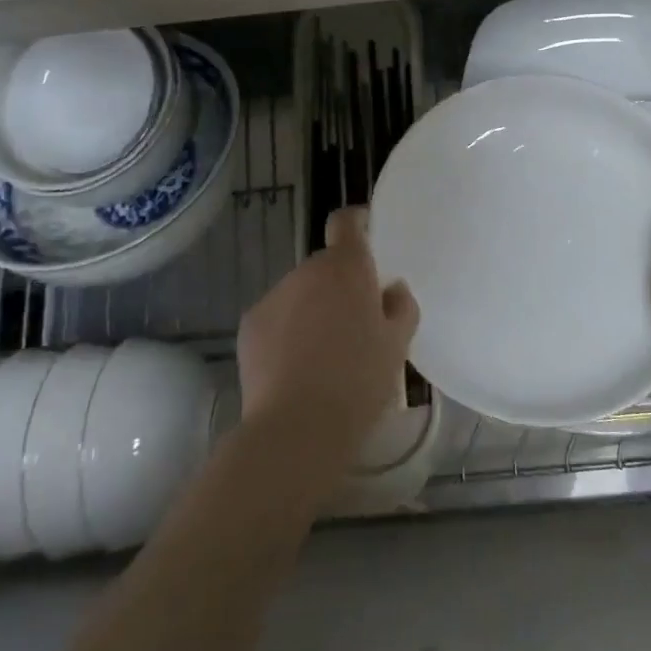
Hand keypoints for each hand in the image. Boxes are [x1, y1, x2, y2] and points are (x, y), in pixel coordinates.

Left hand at [235, 207, 418, 480]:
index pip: (345, 223)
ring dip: (312, 309)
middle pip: (326, 266)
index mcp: (346, 268)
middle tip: (354, 323)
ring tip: (323, 354)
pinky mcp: (250, 324)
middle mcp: (307, 271)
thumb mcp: (397, 345)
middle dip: (339, 285)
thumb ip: (401, 307)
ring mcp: (274, 296)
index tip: (366, 236)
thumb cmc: (359, 381)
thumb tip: (391, 290)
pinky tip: (295, 368)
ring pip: (300, 293)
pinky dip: (286, 331)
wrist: (298, 427)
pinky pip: (277, 317)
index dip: (356, 223)